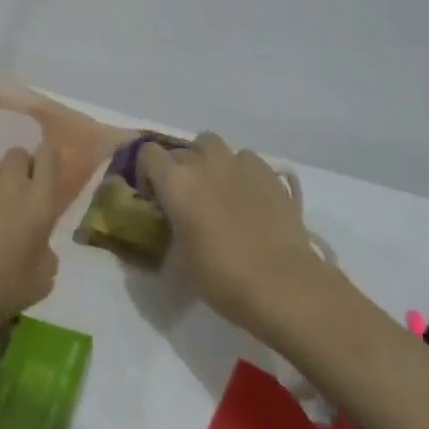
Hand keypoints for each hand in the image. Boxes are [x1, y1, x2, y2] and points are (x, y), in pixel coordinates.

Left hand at [0, 145, 60, 350]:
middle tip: (12, 186)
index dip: (45, 159)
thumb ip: (45, 253)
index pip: (49, 157)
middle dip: (15, 165)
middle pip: (16, 152)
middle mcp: (11, 184)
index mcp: (40, 201)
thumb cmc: (8, 289)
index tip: (41, 172)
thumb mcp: (43, 278)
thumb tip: (39, 246)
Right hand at [139, 132, 329, 340]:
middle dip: (180, 168)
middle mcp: (204, 162)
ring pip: (215, 146)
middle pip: (182, 149)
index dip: (148, 173)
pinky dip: (242, 172)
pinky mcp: (269, 172)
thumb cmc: (221, 275)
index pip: (148, 154)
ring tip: (219, 190)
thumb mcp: (181, 256)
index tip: (156, 198)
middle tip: (189, 198)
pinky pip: (246, 160)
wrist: (281, 282)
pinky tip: (249, 197)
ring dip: (211, 162)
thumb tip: (176, 222)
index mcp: (176, 181)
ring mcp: (239, 163)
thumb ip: (173, 226)